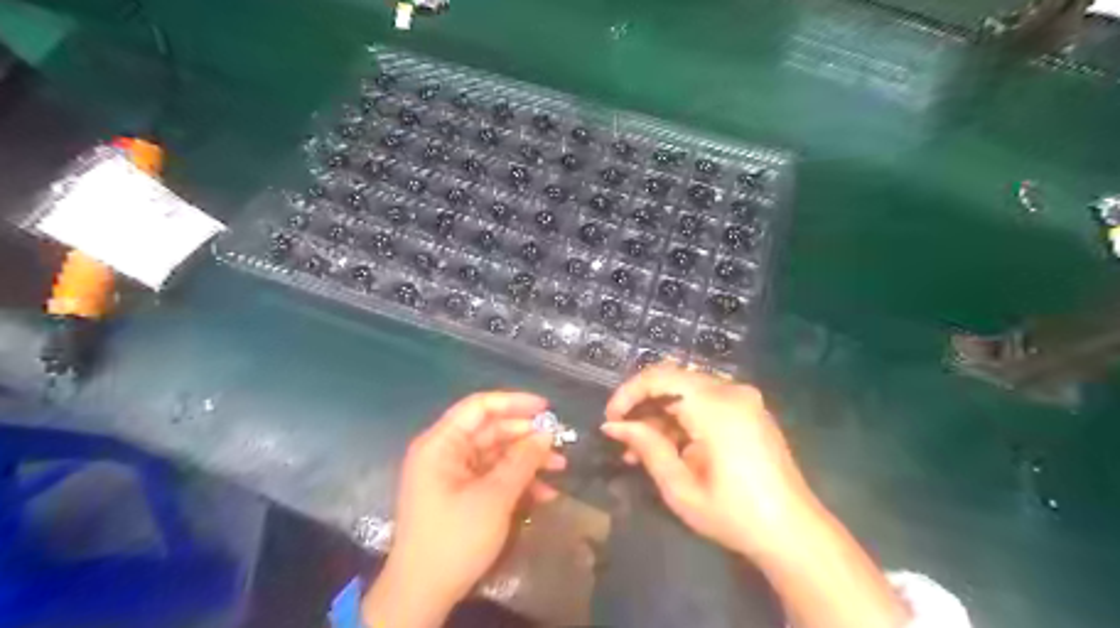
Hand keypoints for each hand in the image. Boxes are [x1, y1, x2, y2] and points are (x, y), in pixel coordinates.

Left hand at [364, 393, 563, 627]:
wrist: (422, 595)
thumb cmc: (454, 539)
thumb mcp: (494, 498)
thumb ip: (522, 461)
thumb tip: (547, 434)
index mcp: (441, 444)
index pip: (479, 407)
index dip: (514, 402)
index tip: (547, 408)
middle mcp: (445, 453)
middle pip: (491, 430)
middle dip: (526, 436)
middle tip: (560, 443)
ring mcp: (453, 474)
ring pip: (496, 454)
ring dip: (527, 460)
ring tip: (560, 467)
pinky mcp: (462, 494)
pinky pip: (493, 476)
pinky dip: (517, 481)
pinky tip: (544, 493)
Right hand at [605, 362, 813, 558]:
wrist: (795, 533)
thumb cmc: (734, 515)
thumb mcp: (681, 487)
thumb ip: (646, 448)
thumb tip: (613, 426)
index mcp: (715, 406)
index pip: (659, 377)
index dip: (628, 393)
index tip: (610, 419)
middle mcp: (731, 391)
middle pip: (673, 380)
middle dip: (642, 405)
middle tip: (621, 436)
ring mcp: (744, 399)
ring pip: (687, 391)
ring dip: (660, 414)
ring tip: (638, 450)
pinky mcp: (749, 410)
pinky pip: (705, 401)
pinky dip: (682, 417)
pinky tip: (668, 447)